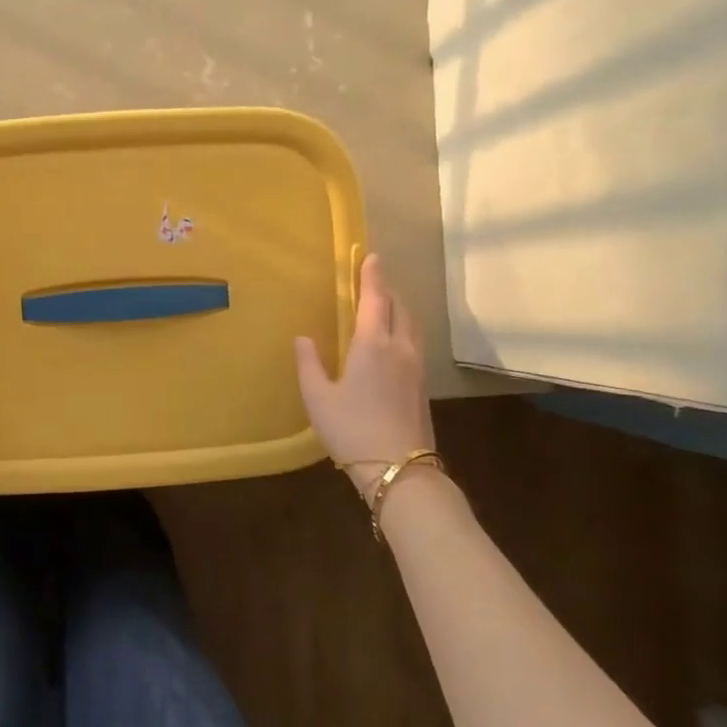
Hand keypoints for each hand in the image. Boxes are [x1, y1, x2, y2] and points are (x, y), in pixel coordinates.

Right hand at [295, 254, 436, 499]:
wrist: (399, 469)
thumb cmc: (351, 430)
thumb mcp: (317, 398)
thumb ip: (309, 364)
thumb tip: (303, 338)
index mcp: (373, 345)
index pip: (375, 300)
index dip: (372, 277)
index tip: (372, 257)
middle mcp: (400, 348)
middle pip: (400, 308)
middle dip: (387, 290)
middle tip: (373, 282)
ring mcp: (416, 368)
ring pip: (411, 325)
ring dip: (399, 309)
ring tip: (384, 307)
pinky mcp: (422, 386)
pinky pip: (414, 343)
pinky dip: (403, 329)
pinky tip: (392, 342)